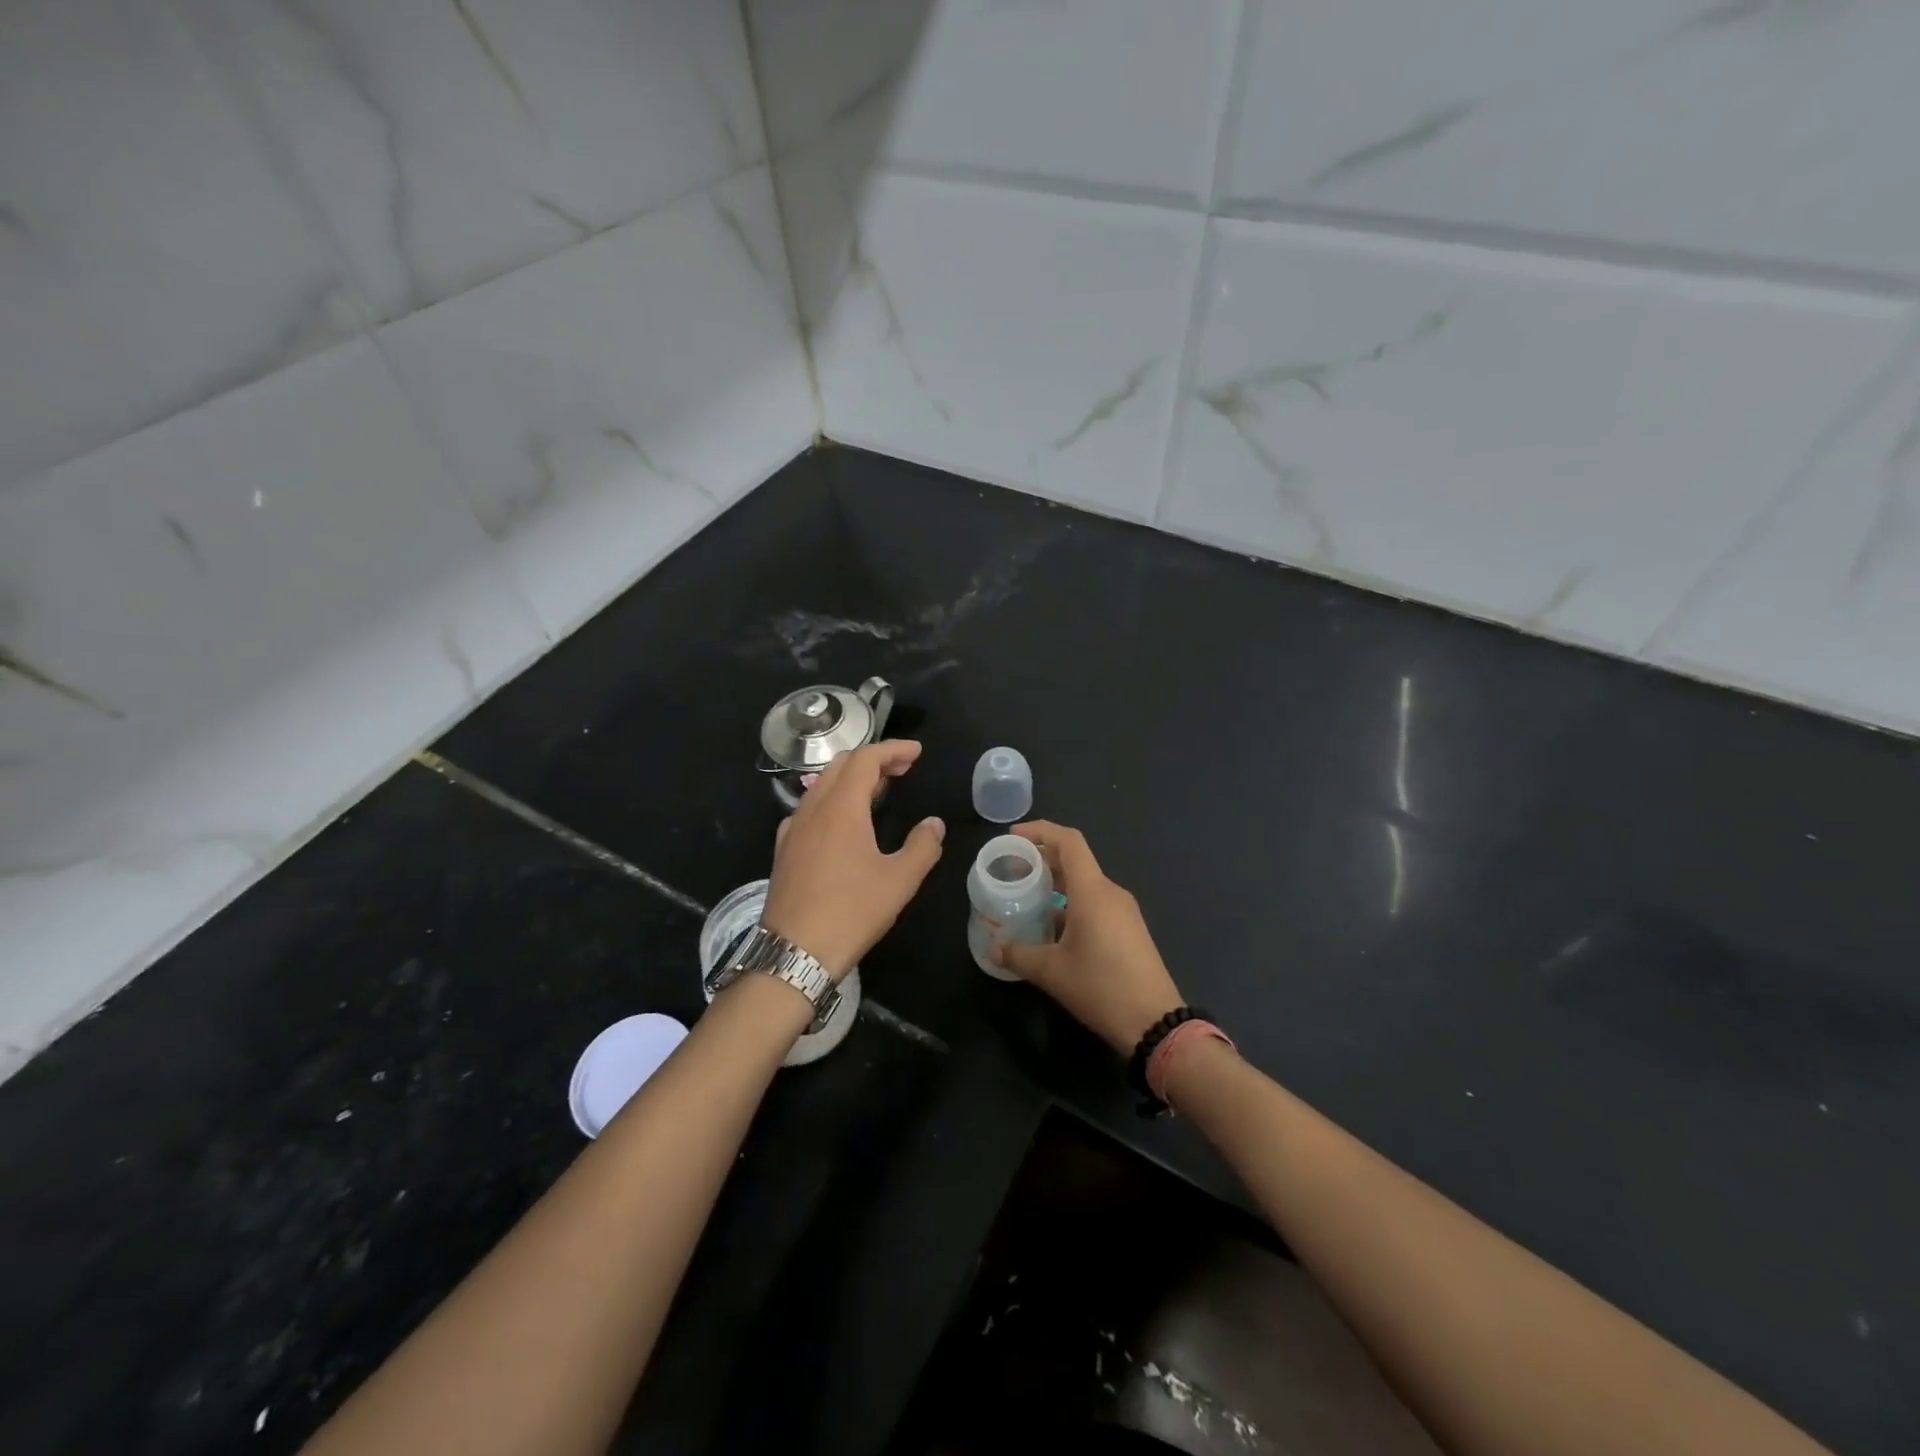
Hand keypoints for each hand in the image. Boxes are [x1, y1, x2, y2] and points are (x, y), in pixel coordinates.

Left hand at [760, 740, 945, 978]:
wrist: (794, 952)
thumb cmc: (851, 912)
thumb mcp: (900, 881)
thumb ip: (922, 846)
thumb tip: (934, 824)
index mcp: (842, 808)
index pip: (865, 759)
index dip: (892, 750)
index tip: (916, 753)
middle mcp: (813, 809)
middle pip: (840, 766)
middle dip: (873, 760)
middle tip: (902, 769)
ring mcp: (793, 830)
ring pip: (821, 786)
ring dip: (850, 779)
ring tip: (877, 791)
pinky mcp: (783, 851)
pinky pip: (807, 810)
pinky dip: (830, 801)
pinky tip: (840, 823)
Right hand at [992, 821, 1184, 1055]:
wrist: (1154, 1022)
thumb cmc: (1101, 987)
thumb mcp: (1051, 972)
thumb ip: (1018, 954)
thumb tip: (995, 947)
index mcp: (1092, 891)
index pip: (1068, 842)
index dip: (1040, 831)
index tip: (1013, 837)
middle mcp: (1110, 892)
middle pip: (1075, 860)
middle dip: (1043, 858)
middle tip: (1012, 868)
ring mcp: (1124, 911)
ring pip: (1085, 884)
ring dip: (1056, 883)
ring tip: (1027, 896)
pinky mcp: (1129, 929)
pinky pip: (1096, 903)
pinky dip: (1071, 903)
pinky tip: (1052, 927)